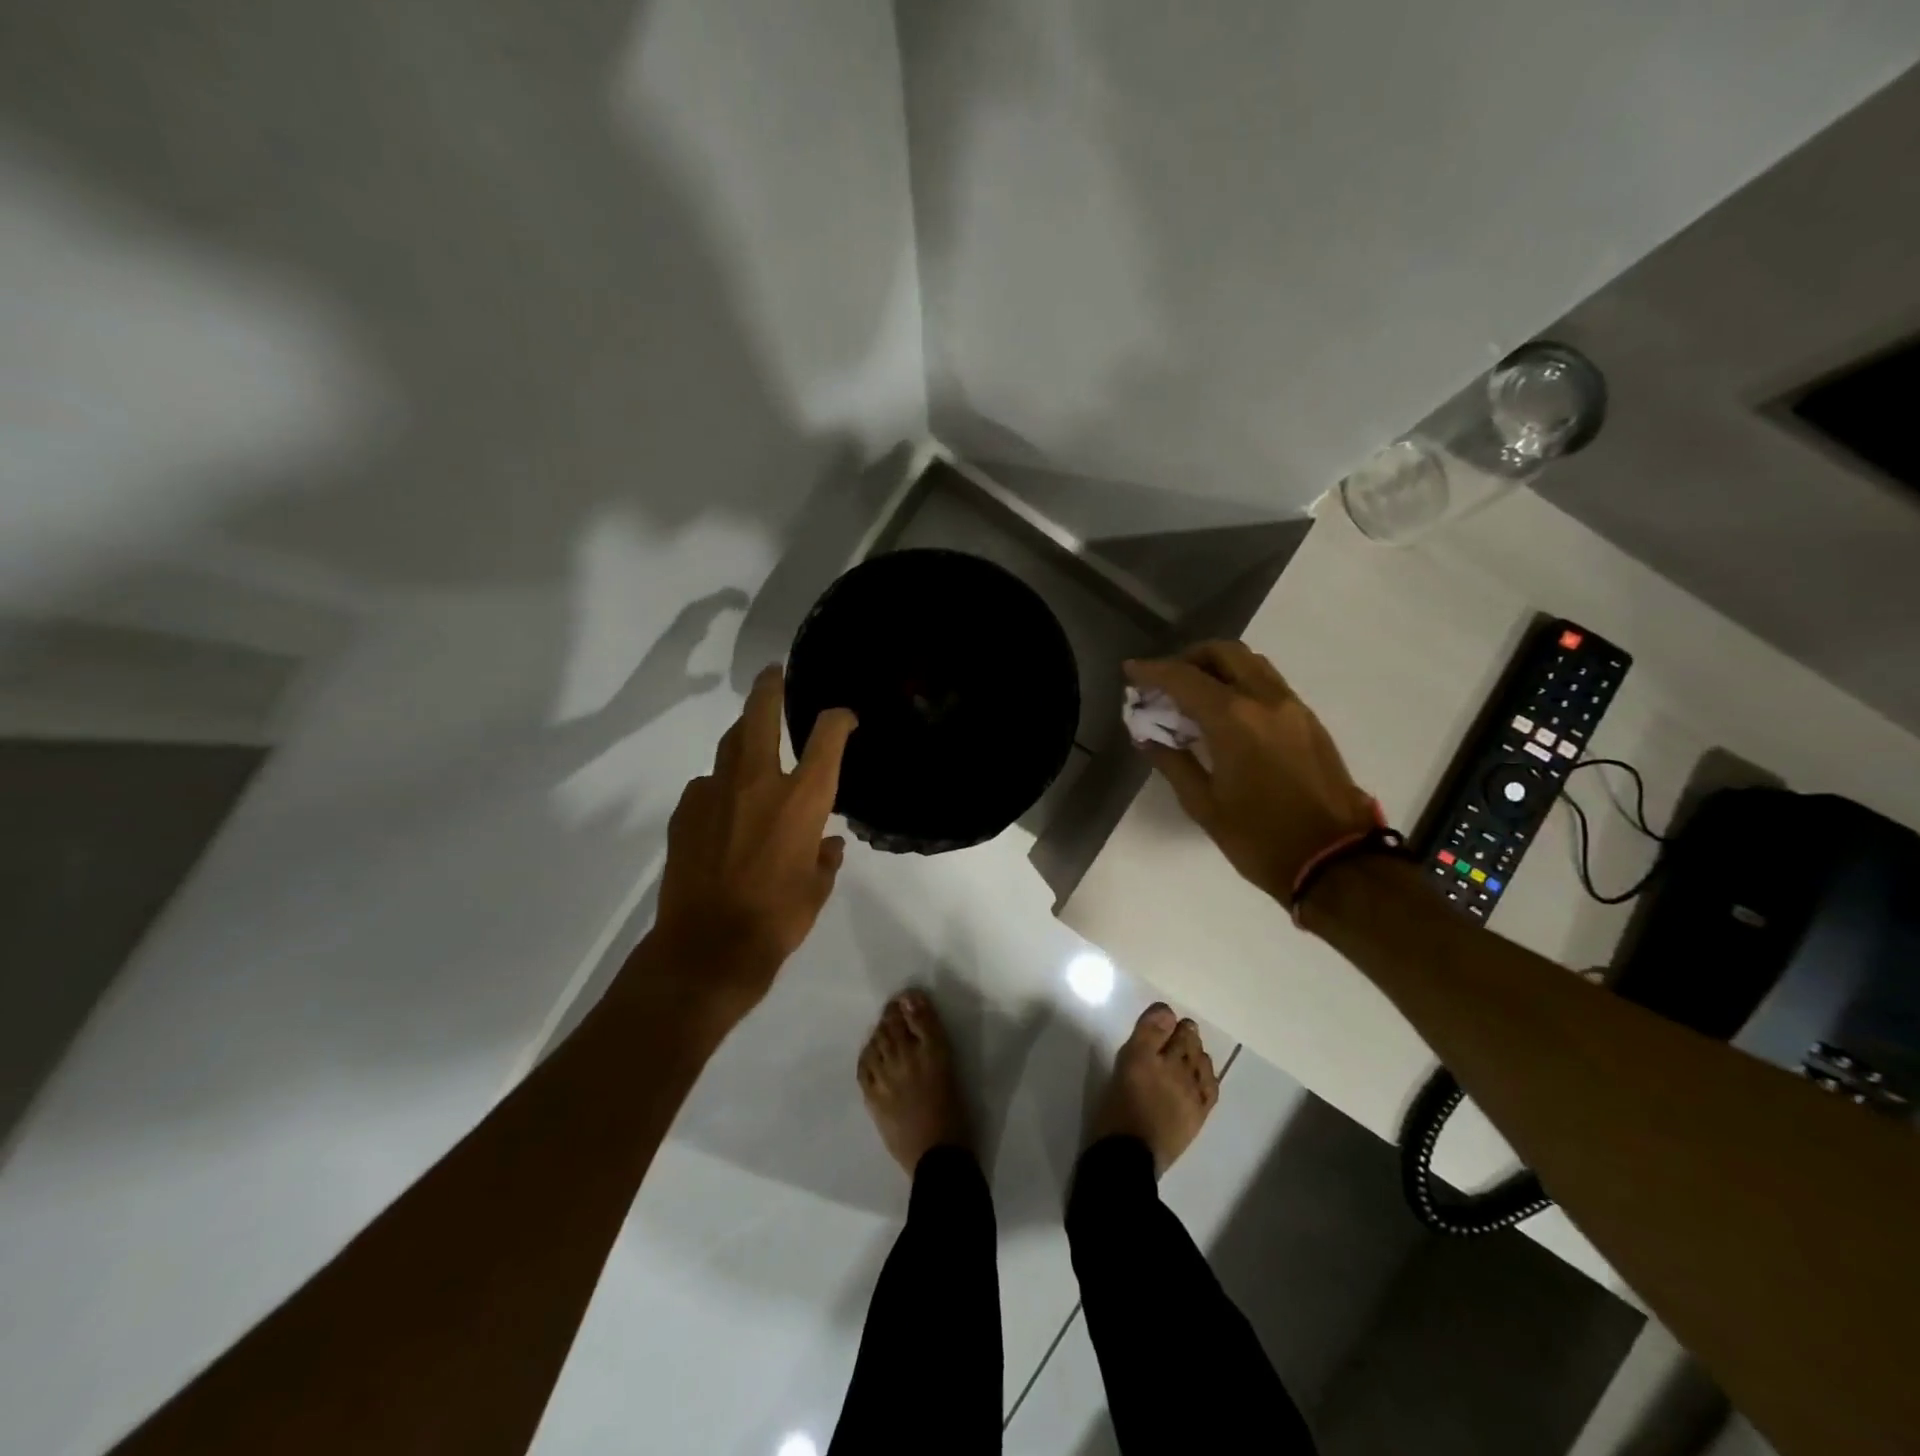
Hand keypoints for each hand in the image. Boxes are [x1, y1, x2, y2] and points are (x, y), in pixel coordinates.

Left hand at [640, 665, 856, 1026]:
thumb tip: (826, 845)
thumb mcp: (817, 889)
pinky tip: (724, 807)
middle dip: (769, 687)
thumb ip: (824, 858)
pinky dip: (720, 786)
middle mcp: (758, 783)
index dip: (838, 718)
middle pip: (760, 715)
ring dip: (743, 735)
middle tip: (773, 673)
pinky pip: (706, 785)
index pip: (826, 736)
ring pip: (728, 745)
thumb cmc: (777, 920)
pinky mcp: (685, 813)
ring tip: (751, 739)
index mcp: (802, 799)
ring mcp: (715, 793)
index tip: (843, 717)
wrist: (707, 950)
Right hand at [1125, 642, 1375, 903]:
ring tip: (1194, 696)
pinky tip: (1226, 715)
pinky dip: (1241, 683)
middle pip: (1224, 653)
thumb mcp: (1203, 805)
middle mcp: (1265, 700)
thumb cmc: (1259, 838)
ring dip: (1218, 668)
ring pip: (1251, 663)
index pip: (1184, 678)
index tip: (1130, 670)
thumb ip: (1172, 762)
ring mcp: (1293, 707)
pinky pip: (1269, 684)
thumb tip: (1146, 736)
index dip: (1152, 671)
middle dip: (1188, 658)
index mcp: (1234, 719)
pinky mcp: (1309, 721)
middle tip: (1165, 682)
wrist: (1335, 861)